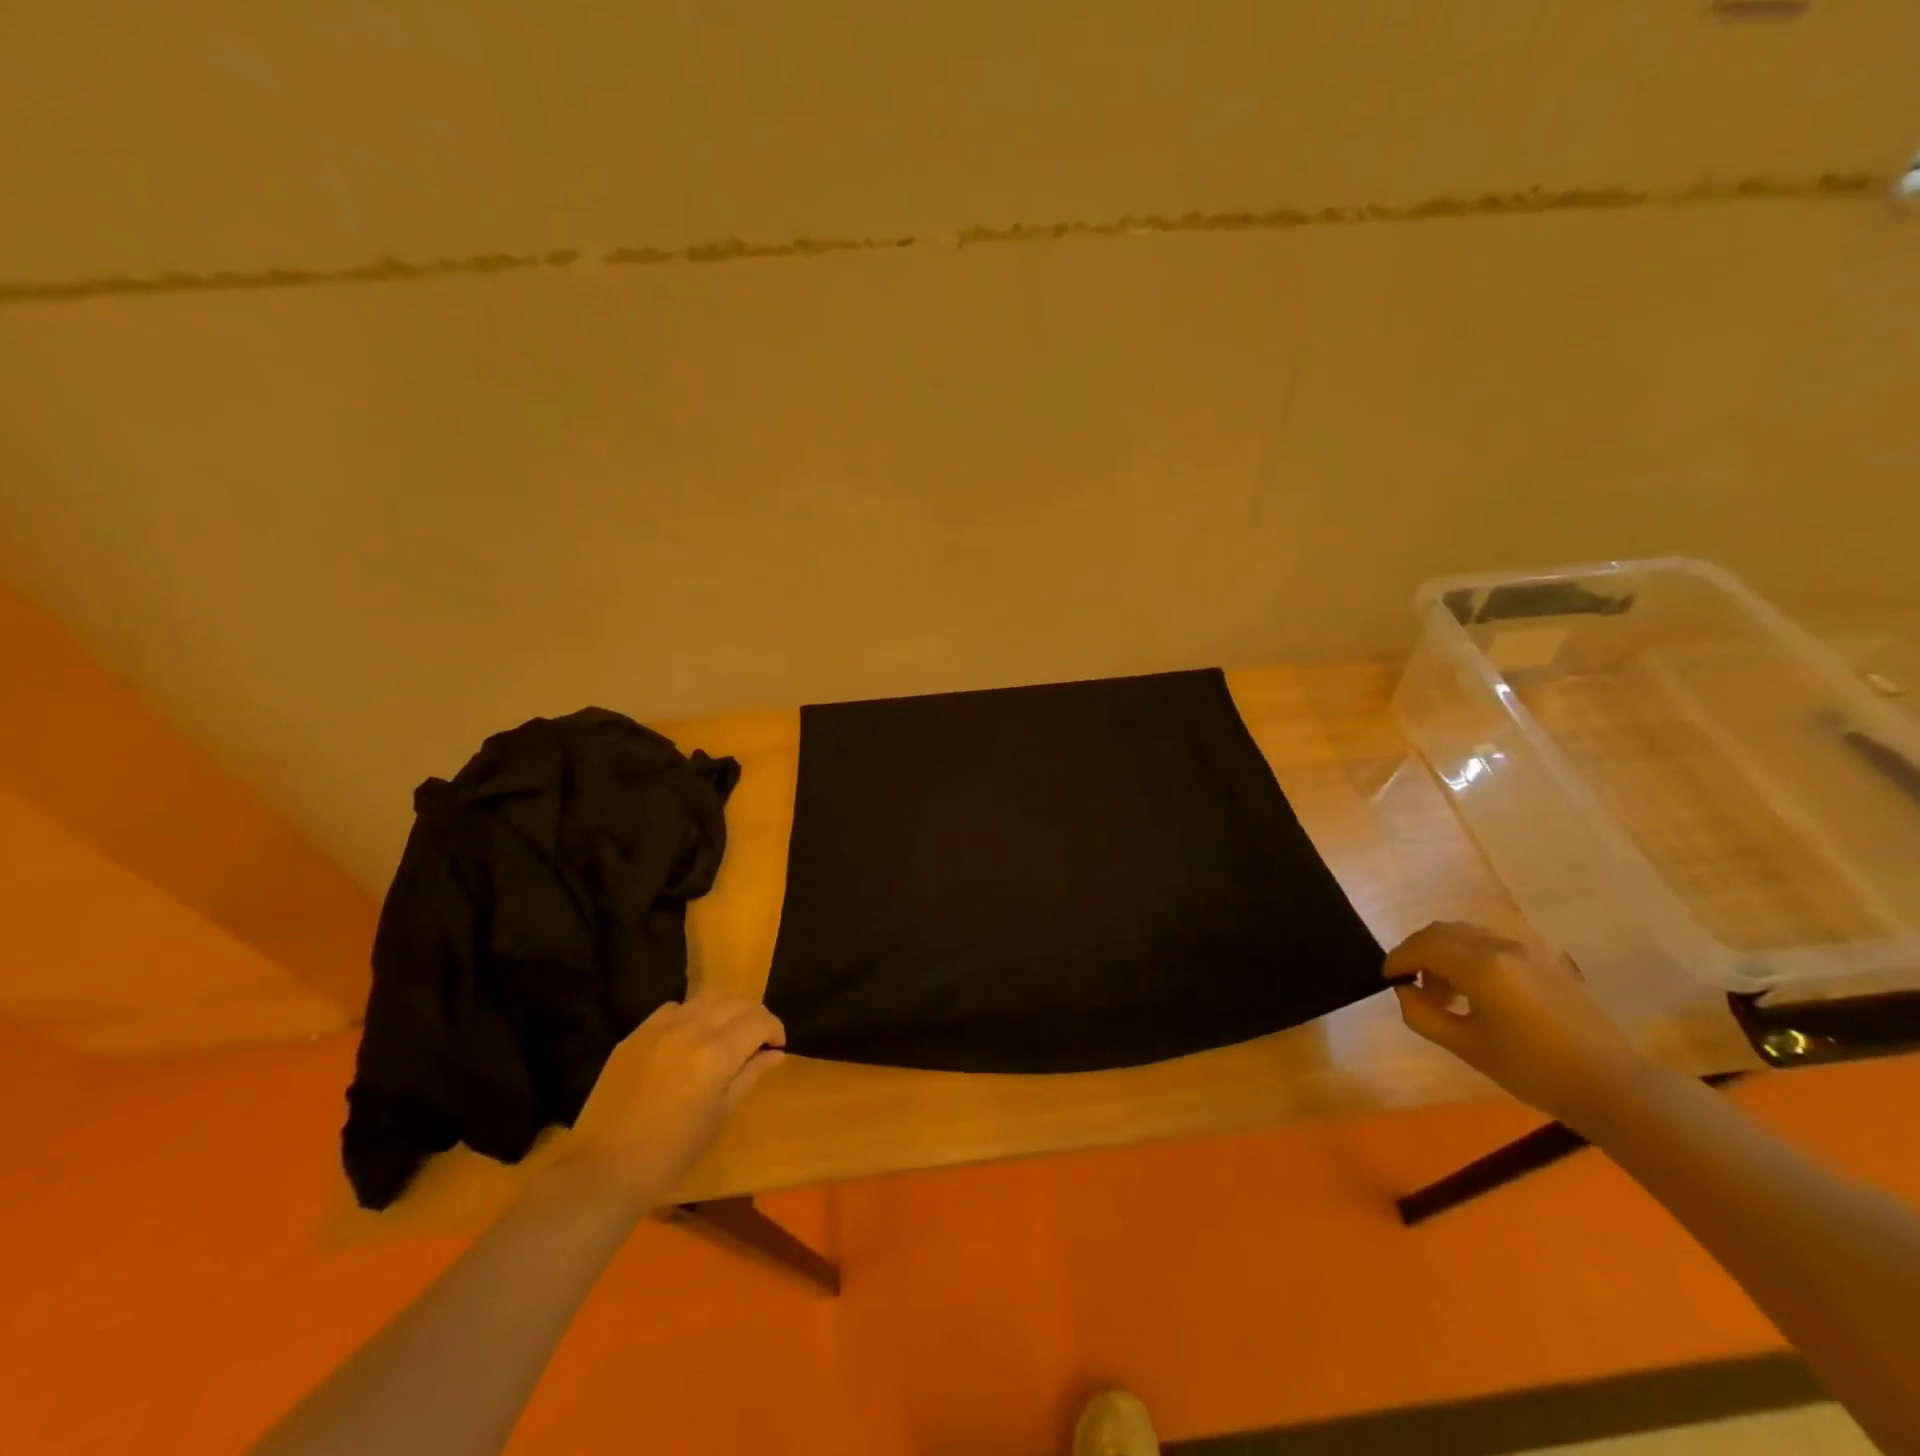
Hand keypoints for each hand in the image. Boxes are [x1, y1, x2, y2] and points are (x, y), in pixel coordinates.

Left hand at [561, 992, 785, 1208]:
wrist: (606, 1168)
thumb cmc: (672, 1151)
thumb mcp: (720, 1114)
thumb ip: (750, 1075)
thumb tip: (776, 1053)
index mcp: (717, 1053)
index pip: (759, 1021)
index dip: (774, 1029)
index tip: (777, 1046)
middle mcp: (691, 1028)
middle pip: (736, 1002)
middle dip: (754, 1017)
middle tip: (758, 1040)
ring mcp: (660, 1027)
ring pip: (706, 998)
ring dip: (725, 1010)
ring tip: (727, 1034)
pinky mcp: (637, 1033)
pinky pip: (674, 1008)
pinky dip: (692, 1014)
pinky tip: (689, 1037)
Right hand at [1384, 921, 1646, 1127]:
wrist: (1614, 1087)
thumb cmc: (1533, 1070)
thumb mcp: (1466, 1046)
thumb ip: (1423, 1014)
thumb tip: (1405, 991)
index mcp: (1480, 966)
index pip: (1422, 947)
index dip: (1397, 960)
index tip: (1387, 979)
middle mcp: (1501, 947)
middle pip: (1442, 932)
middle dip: (1418, 952)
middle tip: (1411, 984)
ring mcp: (1527, 951)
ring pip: (1467, 935)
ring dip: (1444, 954)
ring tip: (1445, 993)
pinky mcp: (1545, 961)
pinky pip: (1492, 945)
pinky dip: (1470, 957)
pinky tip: (1476, 992)